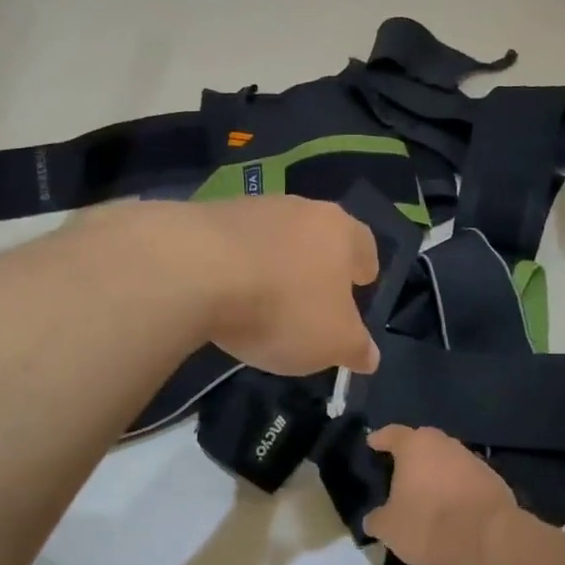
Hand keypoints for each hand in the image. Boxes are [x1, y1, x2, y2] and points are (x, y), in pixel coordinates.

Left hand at [180, 197, 380, 376]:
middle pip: (317, 235)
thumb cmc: (282, 306)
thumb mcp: (332, 342)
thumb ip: (355, 348)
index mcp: (339, 231)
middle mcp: (299, 208)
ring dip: (274, 262)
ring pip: (274, 237)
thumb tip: (369, 356)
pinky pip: (233, 245)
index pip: (364, 245)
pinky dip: (236, 266)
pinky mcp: (205, 217)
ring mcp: (249, 208)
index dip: (364, 267)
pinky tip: (226, 294)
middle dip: (318, 264)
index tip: (361, 285)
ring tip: (265, 298)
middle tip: (315, 294)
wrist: (194, 270)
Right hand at [363, 426, 517, 564]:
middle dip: (411, 454)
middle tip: (400, 470)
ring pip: (446, 459)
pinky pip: (466, 478)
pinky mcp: (492, 478)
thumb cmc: (429, 523)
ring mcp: (471, 458)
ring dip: (436, 472)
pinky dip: (456, 487)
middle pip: (422, 442)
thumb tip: (372, 519)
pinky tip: (452, 506)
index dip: (380, 438)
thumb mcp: (390, 529)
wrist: (489, 538)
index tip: (372, 443)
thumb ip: (377, 519)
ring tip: (427, 492)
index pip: (392, 434)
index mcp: (414, 446)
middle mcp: (443, 443)